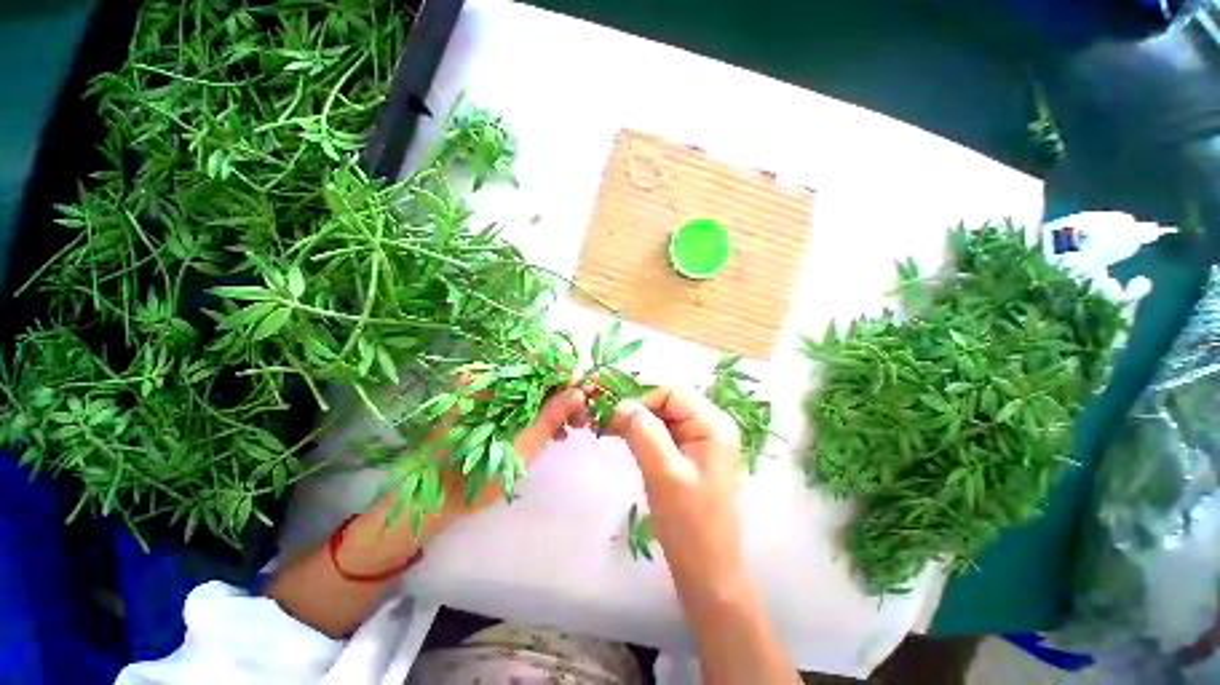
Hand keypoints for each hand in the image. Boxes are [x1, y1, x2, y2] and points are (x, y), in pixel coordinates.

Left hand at [343, 386, 590, 574]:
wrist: (434, 498)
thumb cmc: (477, 474)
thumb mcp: (522, 444)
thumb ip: (552, 415)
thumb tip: (579, 392)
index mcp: (491, 382)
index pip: (540, 368)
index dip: (567, 381)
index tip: (586, 399)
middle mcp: (487, 379)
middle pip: (537, 380)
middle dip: (563, 398)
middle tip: (581, 420)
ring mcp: (484, 392)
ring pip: (530, 393)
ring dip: (552, 408)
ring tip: (567, 431)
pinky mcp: (485, 406)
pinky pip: (518, 403)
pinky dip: (536, 414)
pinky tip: (550, 431)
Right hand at [609, 386, 743, 600]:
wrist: (705, 568)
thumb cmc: (689, 524)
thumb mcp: (664, 474)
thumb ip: (643, 433)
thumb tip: (620, 404)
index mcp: (713, 424)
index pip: (671, 392)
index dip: (640, 397)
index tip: (612, 412)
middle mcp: (709, 424)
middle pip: (666, 401)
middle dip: (634, 407)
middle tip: (603, 418)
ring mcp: (699, 437)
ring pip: (660, 414)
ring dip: (634, 418)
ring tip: (607, 426)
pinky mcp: (688, 451)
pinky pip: (661, 430)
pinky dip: (639, 430)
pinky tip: (621, 435)